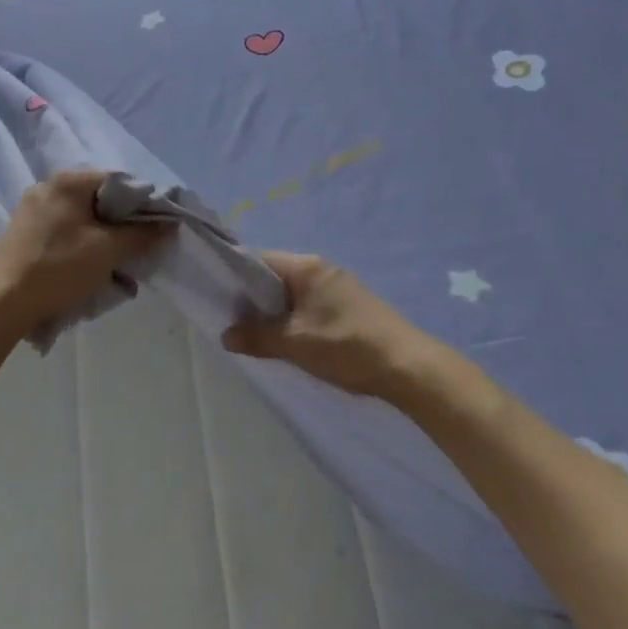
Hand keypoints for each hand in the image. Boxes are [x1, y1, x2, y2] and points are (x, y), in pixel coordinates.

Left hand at [0, 171, 168, 336]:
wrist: (0, 302)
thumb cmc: (58, 268)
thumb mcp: (108, 251)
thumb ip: (142, 234)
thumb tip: (168, 224)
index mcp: (69, 181)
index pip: (120, 181)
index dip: (144, 204)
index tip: (157, 231)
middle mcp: (49, 186)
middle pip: (101, 201)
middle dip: (123, 227)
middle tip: (138, 253)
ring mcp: (32, 209)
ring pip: (83, 220)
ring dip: (104, 242)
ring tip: (115, 270)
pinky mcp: (24, 232)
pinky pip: (65, 232)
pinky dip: (82, 248)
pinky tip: (88, 272)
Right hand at [222, 251, 431, 399]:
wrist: (409, 368)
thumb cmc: (346, 346)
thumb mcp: (295, 343)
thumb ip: (257, 336)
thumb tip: (226, 335)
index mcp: (307, 267)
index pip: (258, 260)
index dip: (235, 277)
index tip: (218, 299)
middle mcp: (322, 269)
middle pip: (275, 277)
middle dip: (254, 300)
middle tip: (234, 324)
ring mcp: (340, 288)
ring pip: (293, 295)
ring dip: (276, 314)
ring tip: (259, 337)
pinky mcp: (351, 307)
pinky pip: (310, 307)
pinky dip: (295, 321)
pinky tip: (291, 343)